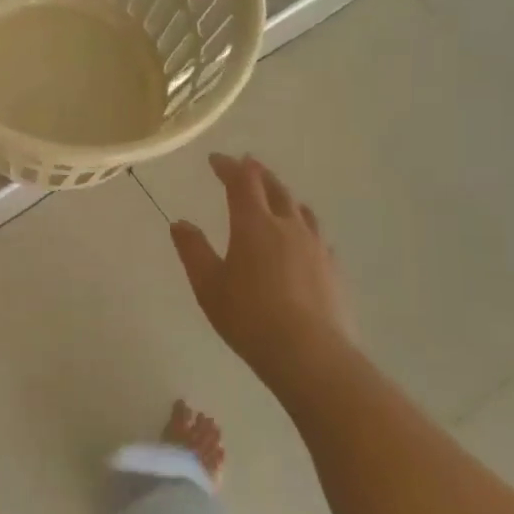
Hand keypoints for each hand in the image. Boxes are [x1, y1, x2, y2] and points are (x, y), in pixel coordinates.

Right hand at [170, 153, 348, 376]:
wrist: (309, 354)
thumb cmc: (248, 317)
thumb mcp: (208, 285)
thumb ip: (193, 250)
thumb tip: (180, 223)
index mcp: (254, 225)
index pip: (242, 182)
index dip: (229, 166)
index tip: (216, 159)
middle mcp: (289, 227)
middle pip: (276, 188)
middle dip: (258, 174)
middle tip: (247, 164)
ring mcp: (317, 247)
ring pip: (301, 210)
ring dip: (284, 196)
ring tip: (276, 197)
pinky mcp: (333, 269)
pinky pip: (317, 236)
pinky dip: (303, 226)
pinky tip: (301, 241)